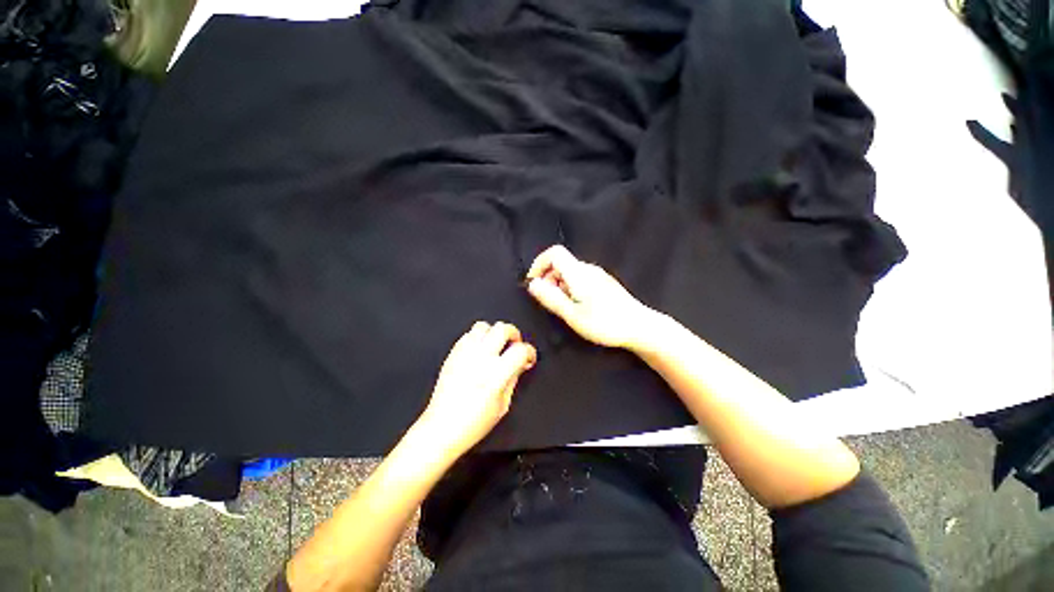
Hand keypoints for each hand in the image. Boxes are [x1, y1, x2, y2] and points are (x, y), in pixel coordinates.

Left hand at [417, 322, 536, 458]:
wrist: (441, 428)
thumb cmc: (473, 424)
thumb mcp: (503, 405)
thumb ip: (513, 378)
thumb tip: (520, 363)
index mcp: (496, 374)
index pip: (520, 349)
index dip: (530, 351)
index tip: (528, 357)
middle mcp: (480, 359)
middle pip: (502, 328)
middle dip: (513, 334)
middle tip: (514, 344)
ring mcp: (464, 355)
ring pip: (483, 326)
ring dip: (493, 333)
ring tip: (496, 345)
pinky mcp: (452, 355)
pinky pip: (467, 335)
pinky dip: (477, 338)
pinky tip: (479, 351)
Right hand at [526, 245, 658, 349]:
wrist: (640, 327)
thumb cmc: (605, 323)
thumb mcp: (572, 314)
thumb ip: (551, 298)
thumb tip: (532, 284)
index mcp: (578, 273)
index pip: (554, 252)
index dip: (539, 264)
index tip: (534, 283)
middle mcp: (588, 269)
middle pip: (560, 263)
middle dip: (548, 279)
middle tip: (550, 302)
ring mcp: (598, 275)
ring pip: (569, 272)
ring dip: (559, 286)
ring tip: (565, 308)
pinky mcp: (603, 282)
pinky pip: (580, 278)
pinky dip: (570, 288)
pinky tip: (578, 307)